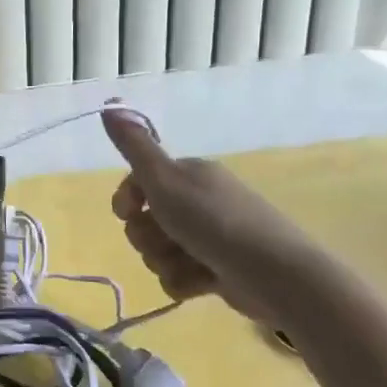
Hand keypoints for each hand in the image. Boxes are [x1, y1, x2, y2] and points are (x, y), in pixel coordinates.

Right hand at [102, 106, 335, 329]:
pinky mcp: (217, 269)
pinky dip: (185, 282)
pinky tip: (203, 283)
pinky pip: (179, 277)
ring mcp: (208, 237)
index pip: (137, 183)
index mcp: (188, 174)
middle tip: (168, 240)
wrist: (277, 276)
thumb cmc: (215, 222)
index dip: (125, 200)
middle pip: (144, 222)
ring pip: (159, 252)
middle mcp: (198, 201)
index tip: (127, 212)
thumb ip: (134, 146)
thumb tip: (109, 103)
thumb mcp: (165, 179)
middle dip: (148, 238)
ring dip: (166, 262)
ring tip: (191, 265)